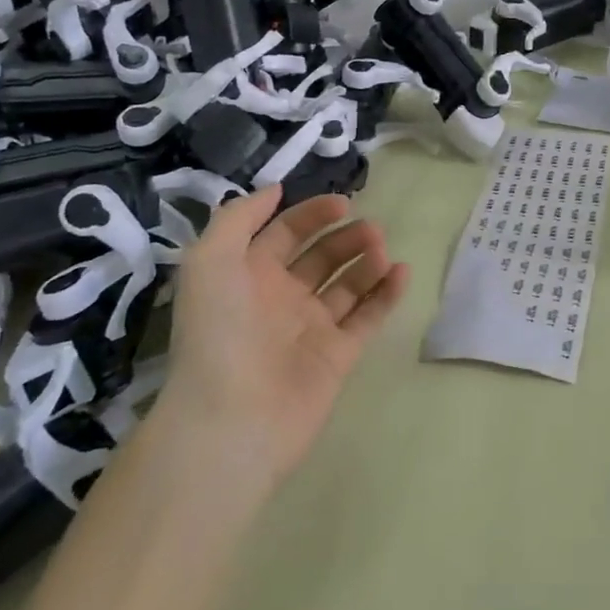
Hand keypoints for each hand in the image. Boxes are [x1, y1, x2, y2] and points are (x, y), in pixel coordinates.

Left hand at [159, 187, 409, 483]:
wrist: (232, 418)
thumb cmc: (218, 333)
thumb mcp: (208, 261)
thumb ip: (238, 218)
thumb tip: (275, 191)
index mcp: (248, 276)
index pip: (285, 234)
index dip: (312, 214)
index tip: (344, 203)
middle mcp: (281, 299)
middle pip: (322, 256)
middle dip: (347, 237)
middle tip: (372, 230)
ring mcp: (311, 328)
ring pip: (348, 284)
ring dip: (367, 261)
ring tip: (381, 251)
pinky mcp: (338, 355)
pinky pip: (368, 316)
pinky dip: (387, 293)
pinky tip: (401, 272)